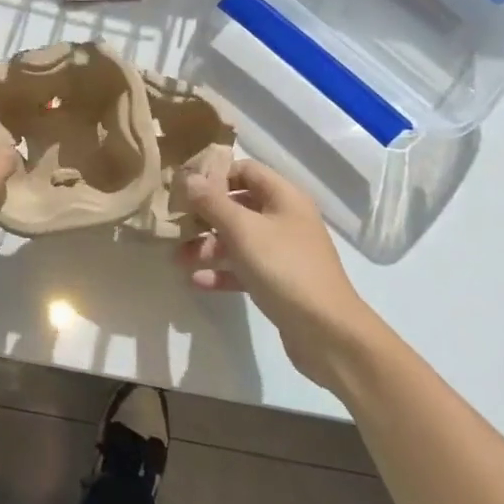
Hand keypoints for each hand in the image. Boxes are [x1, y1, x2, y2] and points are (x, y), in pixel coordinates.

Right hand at [179, 159, 380, 390]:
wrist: (328, 334)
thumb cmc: (284, 268)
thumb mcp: (242, 230)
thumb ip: (212, 202)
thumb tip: (188, 177)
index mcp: (284, 197)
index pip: (245, 170)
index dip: (215, 175)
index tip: (185, 188)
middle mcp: (285, 219)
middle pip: (238, 205)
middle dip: (205, 215)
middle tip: (175, 224)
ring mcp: (283, 252)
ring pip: (238, 239)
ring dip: (208, 246)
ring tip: (178, 259)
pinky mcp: (279, 282)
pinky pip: (244, 269)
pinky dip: (221, 272)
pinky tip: (196, 282)